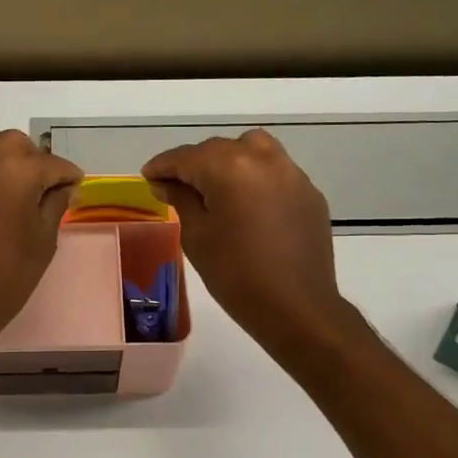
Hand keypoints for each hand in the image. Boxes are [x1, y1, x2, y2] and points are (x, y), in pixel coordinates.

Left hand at [0, 130, 82, 349]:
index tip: (76, 185)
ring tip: (12, 205)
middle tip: (44, 188)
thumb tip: (64, 188)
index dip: (68, 174)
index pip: (49, 162)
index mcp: (12, 172)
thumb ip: (55, 204)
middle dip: (33, 160)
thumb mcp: (43, 240)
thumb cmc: (8, 277)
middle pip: (12, 144)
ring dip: (3, 173)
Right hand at [143, 130, 345, 352]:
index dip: (163, 165)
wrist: (296, 307)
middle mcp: (263, 159)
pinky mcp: (309, 193)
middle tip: (175, 186)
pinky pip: (275, 172)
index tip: (148, 176)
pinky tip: (247, 205)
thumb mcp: (197, 236)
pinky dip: (255, 177)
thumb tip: (167, 183)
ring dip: (228, 161)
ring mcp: (292, 174)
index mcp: (229, 167)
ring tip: (215, 187)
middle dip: (194, 164)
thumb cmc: (235, 274)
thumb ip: (181, 200)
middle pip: (219, 149)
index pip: (186, 157)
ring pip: (253, 150)